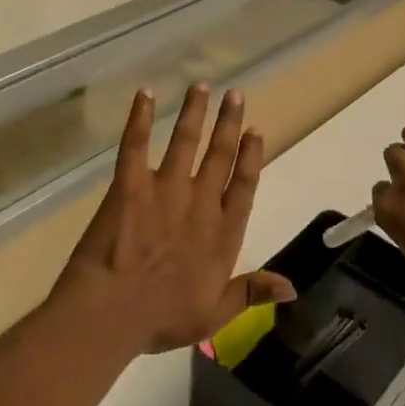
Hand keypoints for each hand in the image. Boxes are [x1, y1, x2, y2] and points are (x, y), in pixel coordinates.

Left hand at [56, 85, 295, 352]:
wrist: (111, 312)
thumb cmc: (162, 318)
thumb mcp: (215, 314)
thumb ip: (252, 292)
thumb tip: (293, 288)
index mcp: (223, 231)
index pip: (244, 185)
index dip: (251, 156)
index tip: (255, 131)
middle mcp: (201, 202)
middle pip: (220, 155)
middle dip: (229, 123)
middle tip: (236, 95)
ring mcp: (165, 189)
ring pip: (185, 142)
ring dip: (195, 113)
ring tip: (202, 87)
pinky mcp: (130, 185)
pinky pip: (136, 144)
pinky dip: (140, 118)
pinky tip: (144, 95)